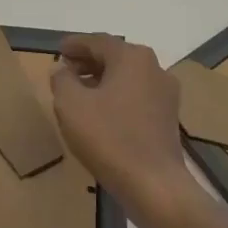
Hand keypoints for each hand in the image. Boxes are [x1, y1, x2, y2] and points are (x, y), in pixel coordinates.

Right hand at [50, 35, 193, 224]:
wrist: (155, 185)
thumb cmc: (109, 138)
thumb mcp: (71, 105)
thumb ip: (62, 79)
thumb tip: (63, 69)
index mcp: (132, 57)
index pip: (97, 41)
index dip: (74, 45)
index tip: (58, 50)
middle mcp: (154, 67)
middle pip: (115, 56)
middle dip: (88, 62)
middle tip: (65, 71)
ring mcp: (165, 93)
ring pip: (127, 77)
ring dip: (102, 80)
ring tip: (80, 94)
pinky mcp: (169, 117)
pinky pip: (137, 96)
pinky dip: (117, 97)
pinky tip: (102, 114)